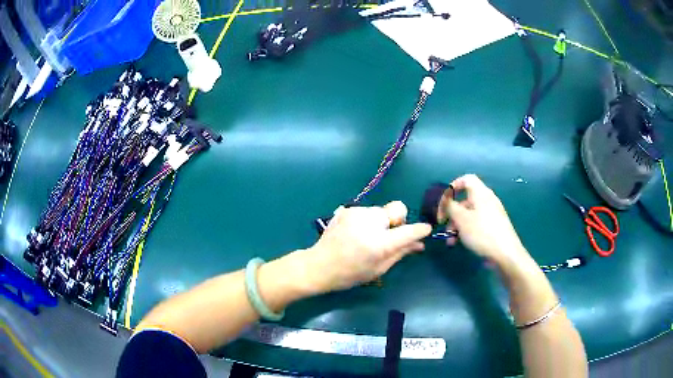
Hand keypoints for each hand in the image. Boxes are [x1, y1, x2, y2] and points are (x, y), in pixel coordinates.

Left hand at [298, 201, 431, 293]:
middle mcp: (370, 222)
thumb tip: (420, 244)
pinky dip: (368, 220)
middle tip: (386, 238)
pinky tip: (355, 233)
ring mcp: (357, 212)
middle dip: (396, 222)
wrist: (319, 265)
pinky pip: (367, 211)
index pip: (408, 231)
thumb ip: (401, 253)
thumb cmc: (350, 273)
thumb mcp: (379, 268)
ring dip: (381, 222)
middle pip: (397, 210)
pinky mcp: (348, 209)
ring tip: (366, 237)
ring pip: (381, 211)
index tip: (425, 230)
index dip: (420, 229)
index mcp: (379, 243)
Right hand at [444, 175, 528, 268]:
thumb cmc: (482, 233)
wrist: (505, 254)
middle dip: (452, 212)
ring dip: (457, 225)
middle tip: (443, 224)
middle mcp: (487, 200)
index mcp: (481, 193)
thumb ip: (450, 206)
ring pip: (469, 214)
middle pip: (466, 200)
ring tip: (450, 240)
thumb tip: (444, 199)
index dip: (454, 185)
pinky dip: (466, 230)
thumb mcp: (461, 219)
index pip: (467, 179)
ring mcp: (492, 214)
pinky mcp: (493, 227)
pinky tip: (460, 243)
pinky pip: (476, 223)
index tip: (443, 200)